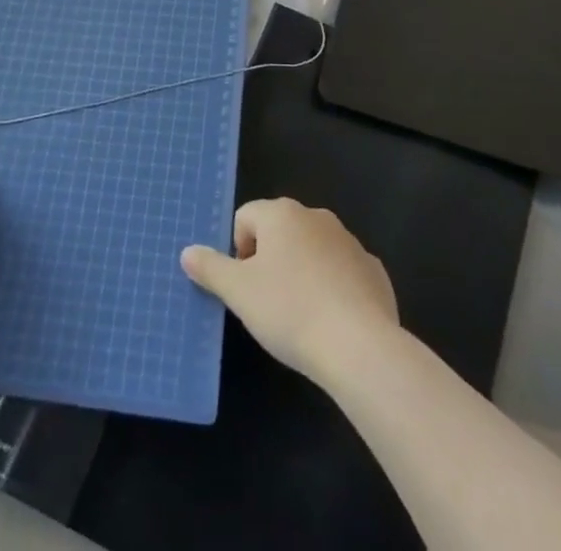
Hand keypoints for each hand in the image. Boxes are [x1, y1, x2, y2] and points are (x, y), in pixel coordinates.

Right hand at [180, 198, 398, 383]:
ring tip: (300, 315)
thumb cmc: (290, 310)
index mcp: (282, 214)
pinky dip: (333, 288)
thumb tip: (188, 252)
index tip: (245, 287)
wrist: (359, 345)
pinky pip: (342, 272)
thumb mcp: (239, 293)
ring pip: (312, 250)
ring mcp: (349, 241)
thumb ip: (210, 268)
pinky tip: (332, 322)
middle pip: (280, 231)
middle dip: (270, 260)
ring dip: (301, 272)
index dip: (238, 252)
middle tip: (267, 302)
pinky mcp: (373, 269)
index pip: (246, 218)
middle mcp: (316, 216)